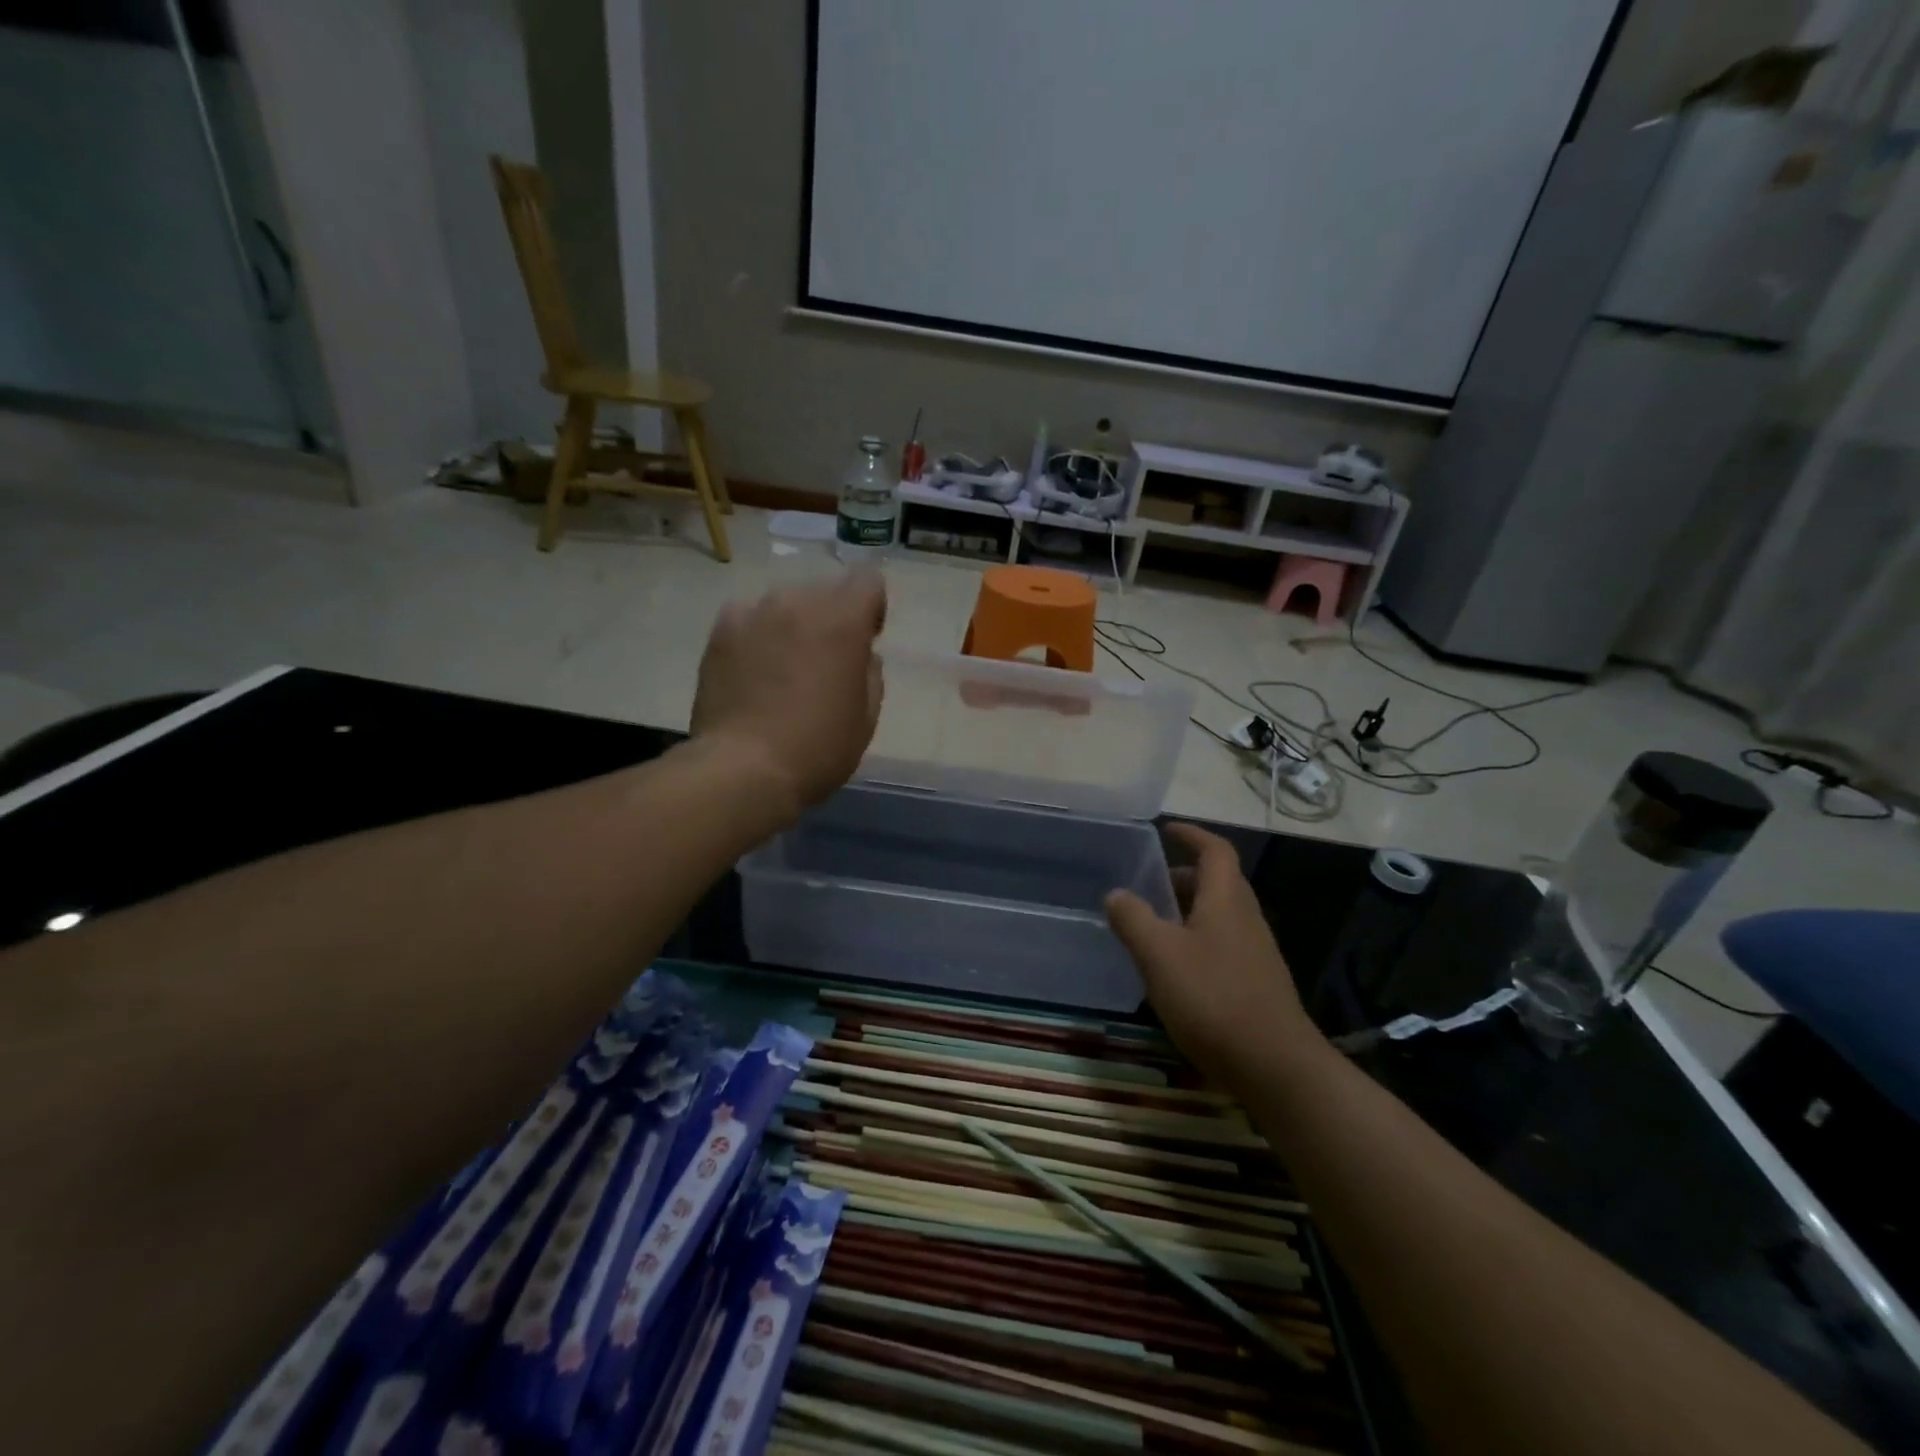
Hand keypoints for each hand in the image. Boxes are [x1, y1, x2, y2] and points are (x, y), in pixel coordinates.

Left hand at [690, 571, 885, 812]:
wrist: (744, 769)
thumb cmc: (818, 748)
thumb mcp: (866, 717)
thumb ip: (869, 673)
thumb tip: (860, 655)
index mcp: (842, 621)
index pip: (867, 580)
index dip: (871, 607)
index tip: (865, 639)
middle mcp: (798, 603)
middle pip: (824, 590)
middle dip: (831, 617)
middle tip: (823, 660)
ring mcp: (754, 613)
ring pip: (785, 603)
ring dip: (793, 624)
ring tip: (783, 666)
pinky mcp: (720, 631)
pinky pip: (748, 617)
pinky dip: (757, 633)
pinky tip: (752, 668)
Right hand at [1105, 823, 1325, 1083]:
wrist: (1275, 1066)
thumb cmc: (1213, 999)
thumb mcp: (1159, 955)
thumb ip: (1134, 919)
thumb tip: (1117, 893)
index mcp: (1226, 900)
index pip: (1215, 850)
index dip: (1192, 834)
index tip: (1166, 830)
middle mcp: (1246, 918)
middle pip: (1218, 882)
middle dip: (1184, 876)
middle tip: (1149, 883)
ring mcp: (1255, 952)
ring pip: (1219, 914)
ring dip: (1188, 910)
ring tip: (1153, 925)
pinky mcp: (1256, 982)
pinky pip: (1222, 943)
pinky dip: (1196, 939)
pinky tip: (1174, 969)